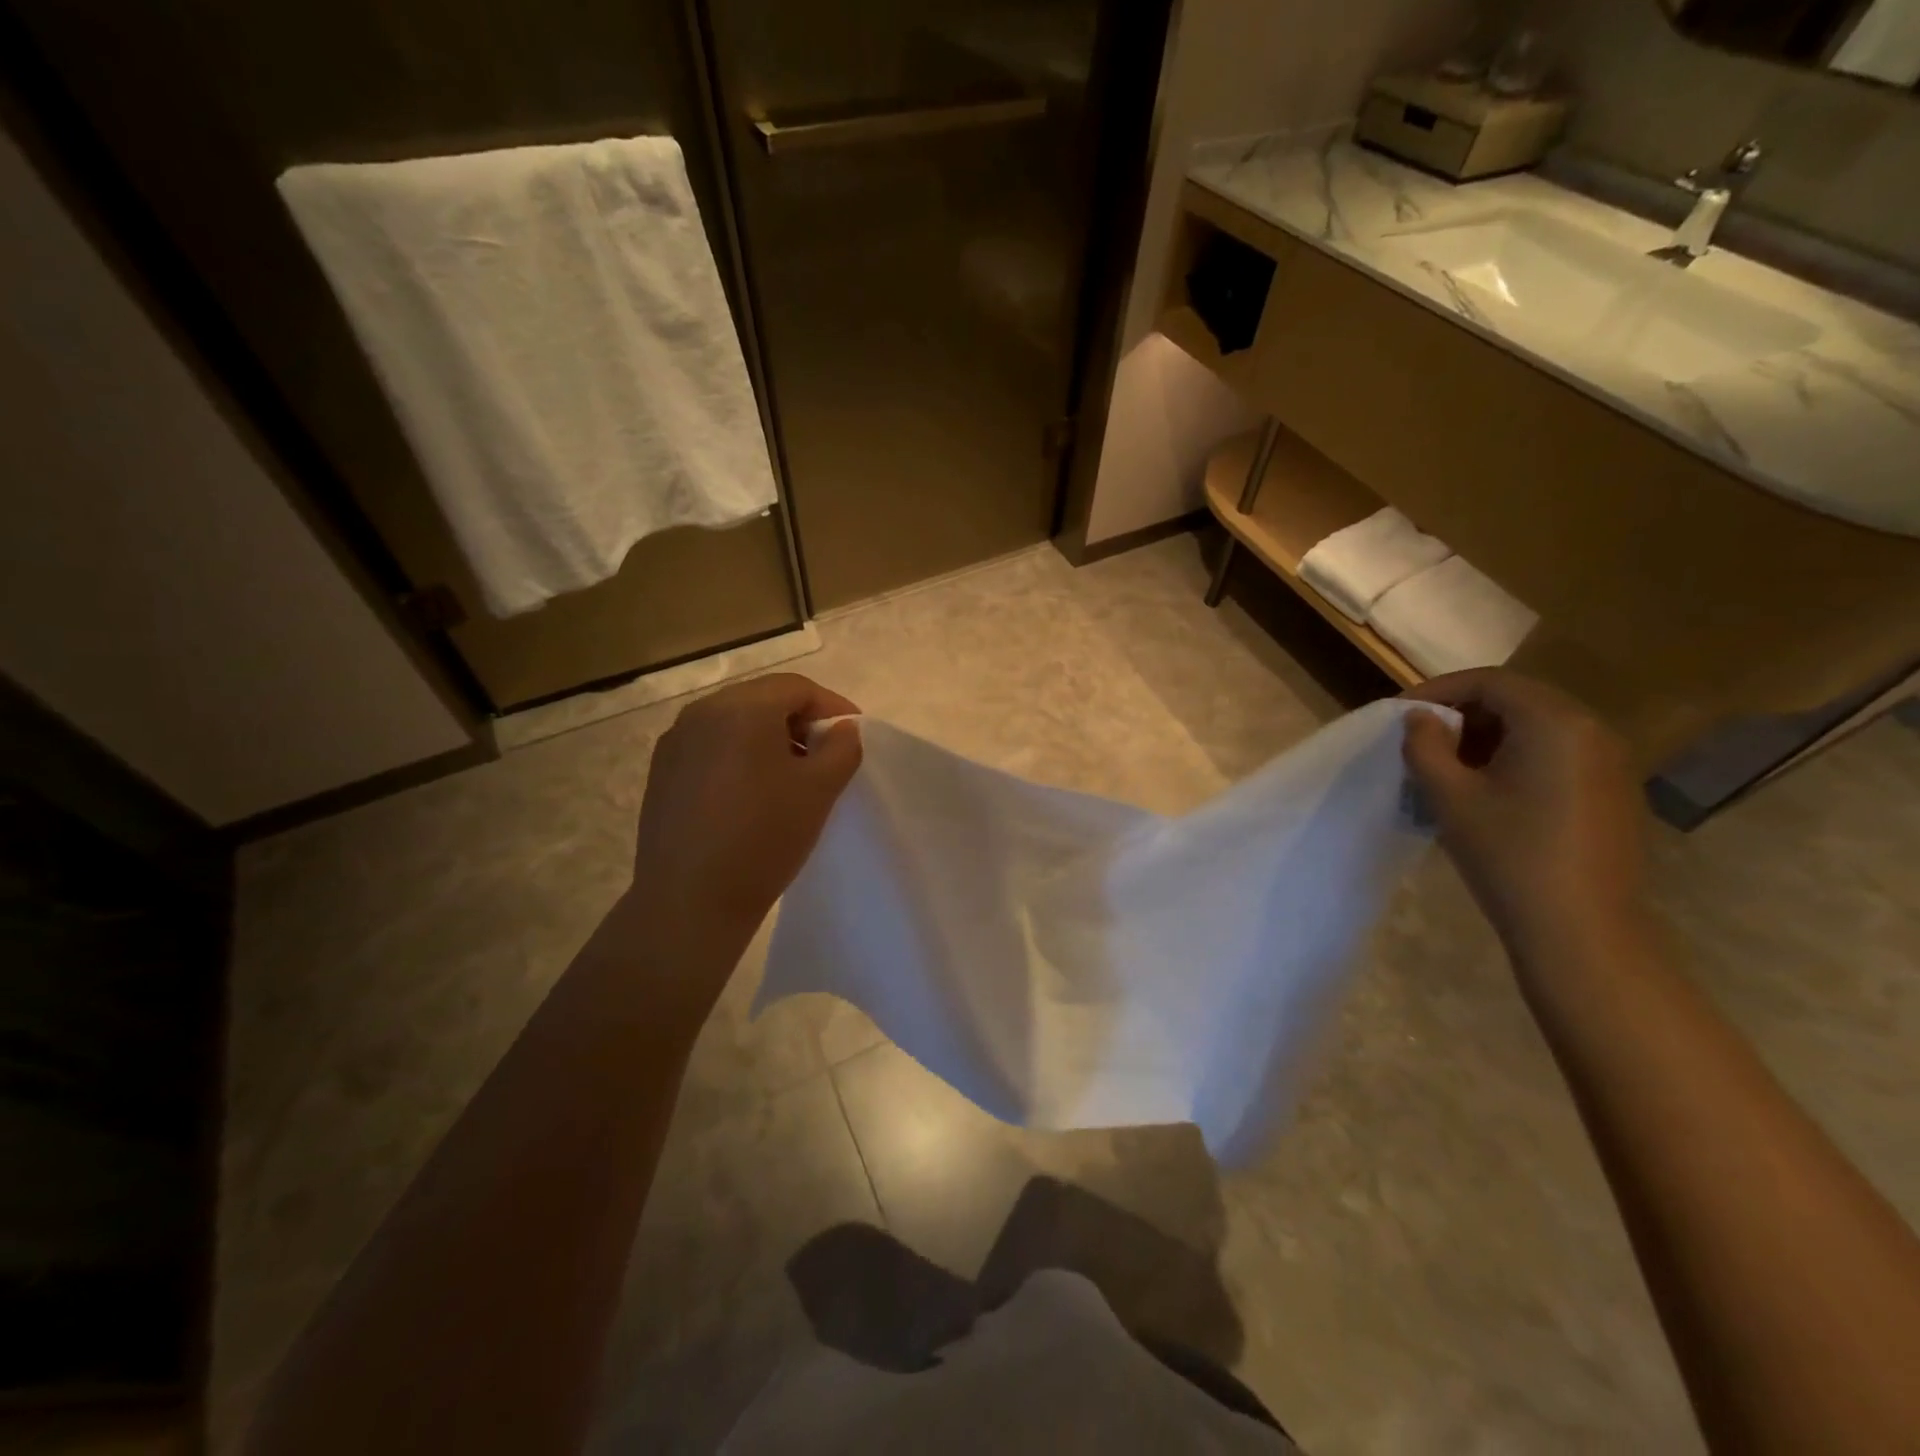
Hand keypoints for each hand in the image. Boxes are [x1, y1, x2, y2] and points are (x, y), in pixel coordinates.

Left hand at [628, 673, 862, 946]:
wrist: (690, 902)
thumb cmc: (764, 838)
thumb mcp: (820, 790)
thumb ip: (842, 747)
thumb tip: (842, 729)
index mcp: (741, 708)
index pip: (797, 687)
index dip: (832, 706)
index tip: (854, 735)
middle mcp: (701, 713)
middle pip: (763, 699)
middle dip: (800, 721)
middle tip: (826, 754)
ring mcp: (675, 743)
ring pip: (734, 723)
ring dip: (769, 738)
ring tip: (791, 776)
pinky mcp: (662, 773)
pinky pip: (710, 748)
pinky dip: (739, 756)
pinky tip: (751, 794)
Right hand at [1401, 669, 1647, 963]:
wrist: (1580, 929)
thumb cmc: (1507, 853)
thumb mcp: (1448, 796)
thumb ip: (1425, 745)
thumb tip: (1421, 719)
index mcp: (1554, 722)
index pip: (1489, 682)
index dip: (1439, 691)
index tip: (1401, 715)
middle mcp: (1591, 730)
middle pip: (1517, 700)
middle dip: (1463, 714)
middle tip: (1421, 742)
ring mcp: (1610, 762)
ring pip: (1537, 728)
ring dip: (1487, 737)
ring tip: (1448, 769)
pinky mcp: (1612, 792)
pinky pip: (1556, 754)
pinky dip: (1516, 758)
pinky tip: (1489, 793)